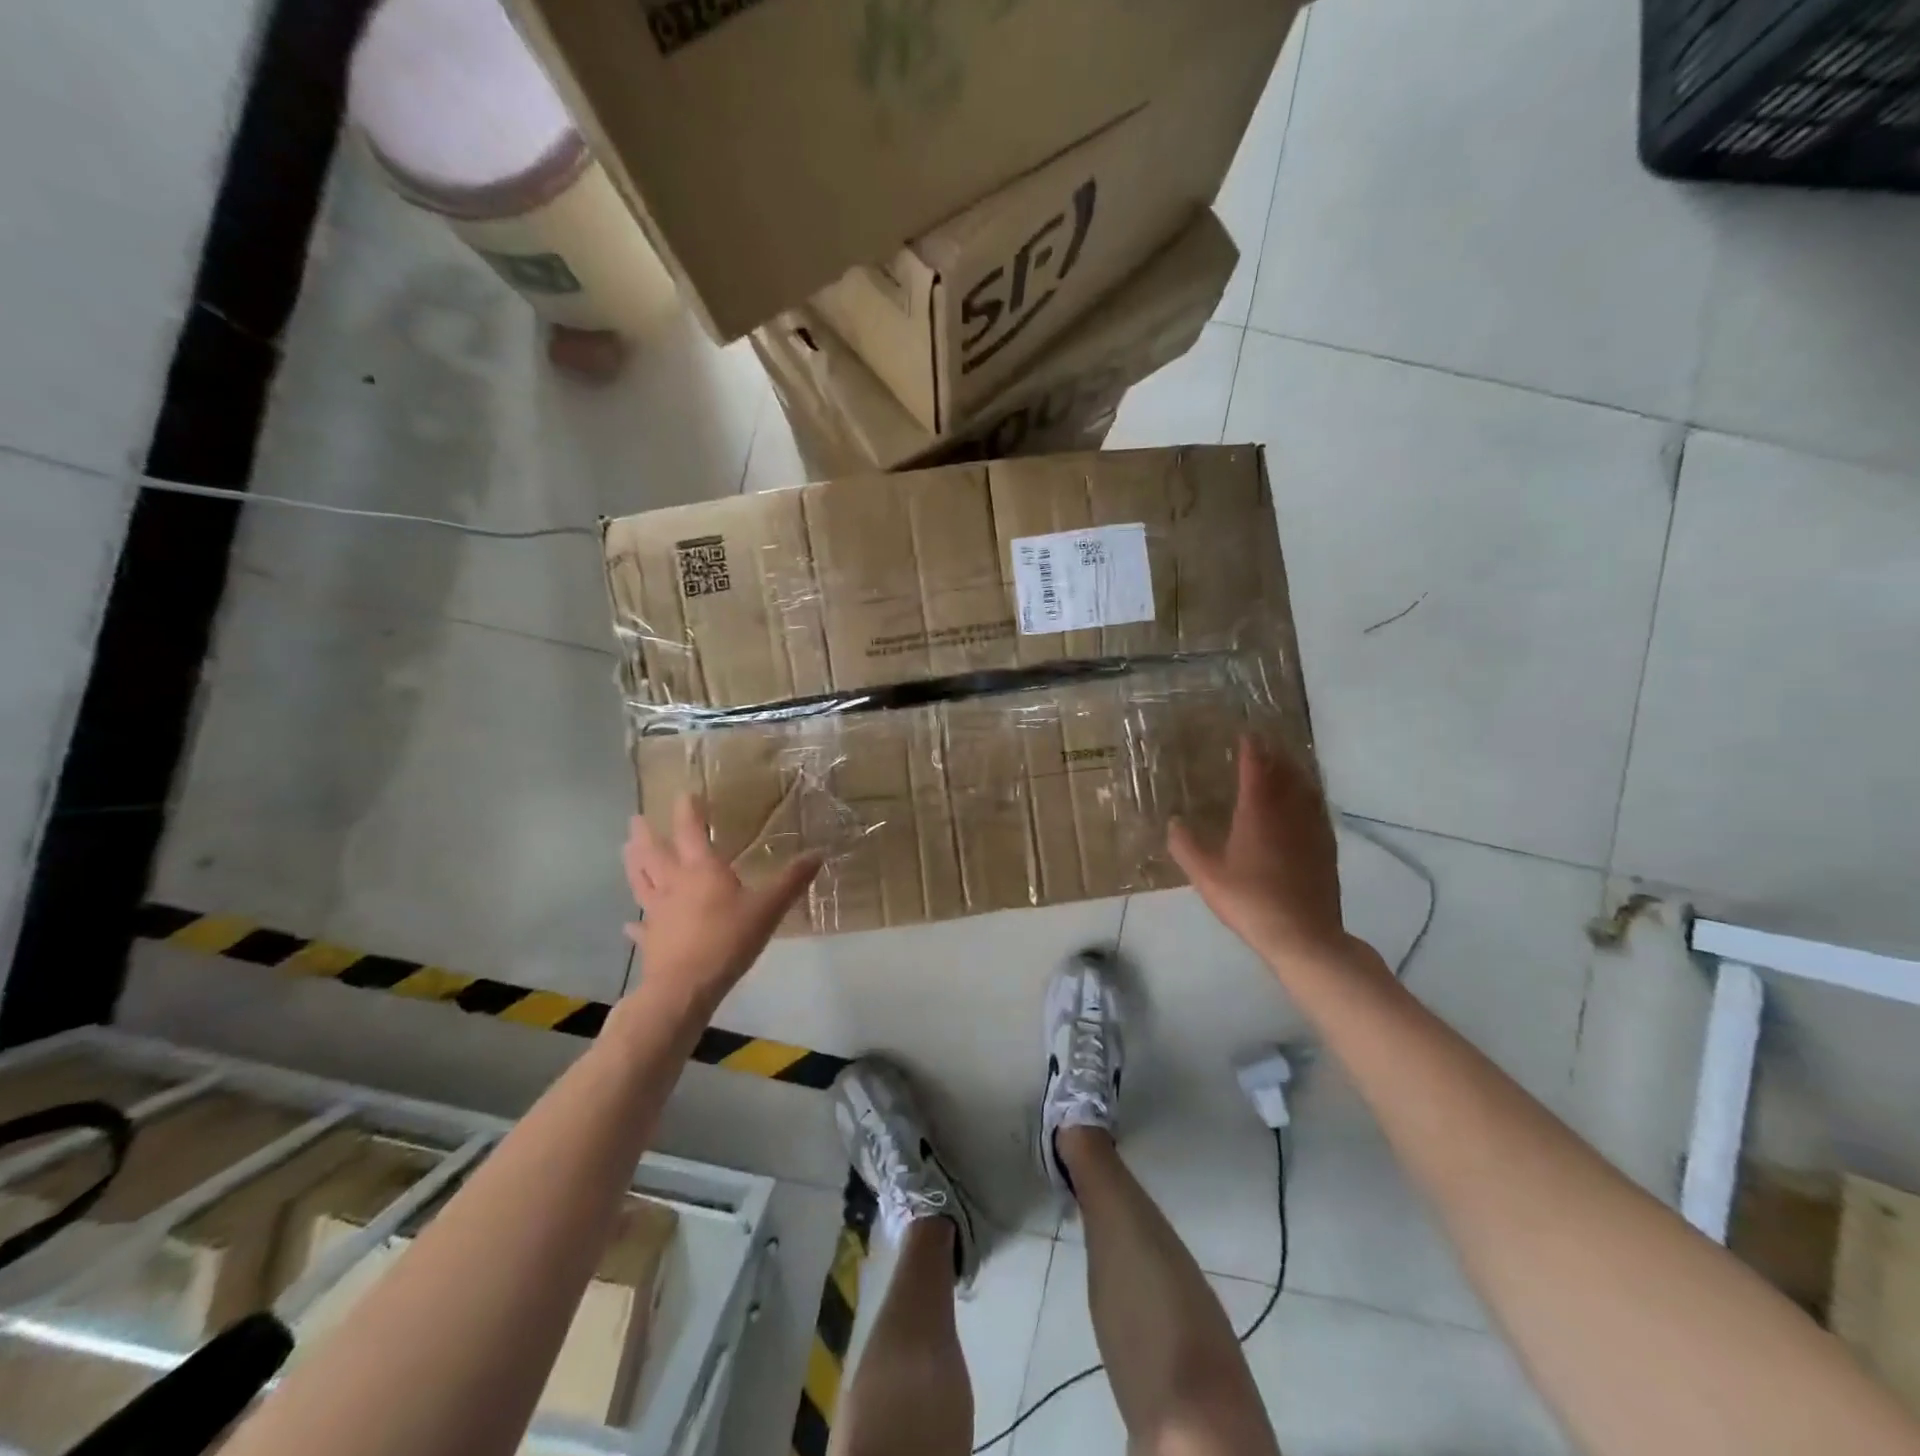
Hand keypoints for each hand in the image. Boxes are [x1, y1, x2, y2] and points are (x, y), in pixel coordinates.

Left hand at [623, 798, 822, 1010]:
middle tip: (634, 819)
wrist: (685, 987)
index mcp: (701, 870)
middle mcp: (673, 884)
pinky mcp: (651, 940)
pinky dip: (635, 922)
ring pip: (641, 882)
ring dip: (633, 864)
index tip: (683, 793)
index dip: (687, 811)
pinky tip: (629, 923)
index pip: (691, 831)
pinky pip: (641, 926)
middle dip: (645, 834)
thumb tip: (818, 853)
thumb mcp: (768, 908)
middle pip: (654, 853)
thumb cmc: (727, 940)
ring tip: (625, 849)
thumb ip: (792, 880)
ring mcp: (657, 912)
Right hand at [1168, 737, 1358, 972]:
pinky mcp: (1327, 847)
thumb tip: (1174, 822)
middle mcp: (1288, 813)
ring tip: (1287, 764)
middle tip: (1266, 743)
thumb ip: (1186, 846)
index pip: (1256, 769)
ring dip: (1296, 771)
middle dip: (1275, 755)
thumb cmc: (1249, 901)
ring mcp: (1312, 829)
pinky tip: (1307, 802)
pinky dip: (1311, 795)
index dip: (1251, 749)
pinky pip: (1319, 809)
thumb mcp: (1206, 876)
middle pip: (1285, 773)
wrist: (1302, 935)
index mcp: (1257, 813)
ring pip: (1306, 789)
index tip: (1246, 733)